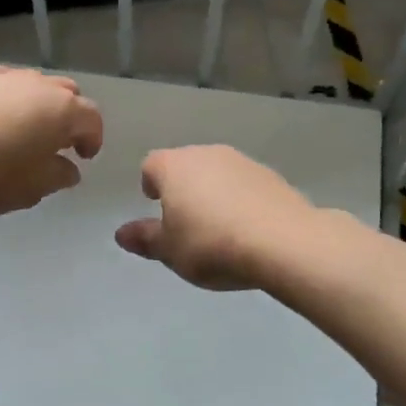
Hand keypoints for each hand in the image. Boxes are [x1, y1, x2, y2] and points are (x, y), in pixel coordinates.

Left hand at [0, 65, 102, 216]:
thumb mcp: (32, 189)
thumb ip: (58, 176)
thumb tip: (68, 168)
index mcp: (63, 111)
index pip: (92, 119)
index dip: (93, 139)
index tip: (84, 158)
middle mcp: (38, 85)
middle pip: (67, 93)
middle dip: (70, 116)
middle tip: (60, 142)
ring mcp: (4, 77)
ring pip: (35, 84)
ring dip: (39, 105)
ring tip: (26, 130)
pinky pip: (3, 84)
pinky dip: (9, 98)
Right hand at [115, 145, 321, 289]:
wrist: (283, 242)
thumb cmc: (211, 245)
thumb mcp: (170, 251)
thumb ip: (145, 239)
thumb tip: (121, 234)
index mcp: (173, 166)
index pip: (151, 165)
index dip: (150, 184)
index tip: (155, 206)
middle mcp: (206, 154)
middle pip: (185, 165)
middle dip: (182, 188)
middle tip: (185, 222)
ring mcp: (242, 162)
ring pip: (217, 173)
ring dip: (213, 193)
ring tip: (218, 229)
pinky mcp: (272, 176)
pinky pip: (245, 185)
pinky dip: (240, 201)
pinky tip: (247, 230)